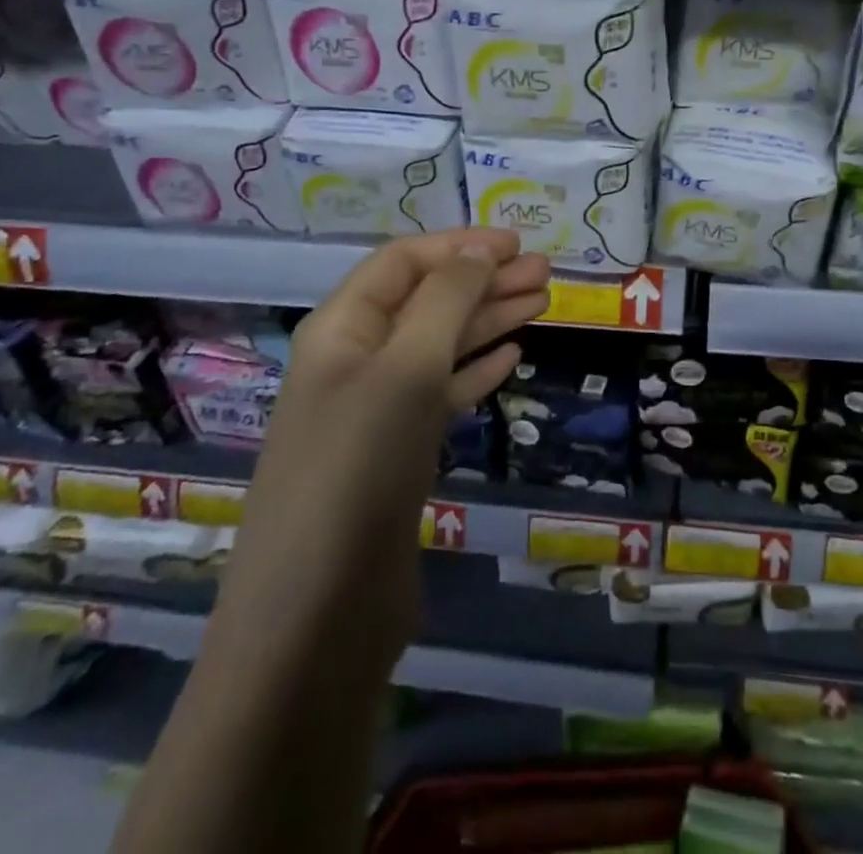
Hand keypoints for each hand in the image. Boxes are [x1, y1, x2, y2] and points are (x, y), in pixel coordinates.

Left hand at [216, 229, 550, 678]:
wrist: (316, 617)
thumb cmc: (358, 470)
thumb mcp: (406, 368)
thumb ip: (446, 300)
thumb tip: (480, 250)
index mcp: (342, 329)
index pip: (403, 262)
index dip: (459, 245)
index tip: (517, 244)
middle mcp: (355, 361)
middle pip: (427, 301)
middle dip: (484, 280)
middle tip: (546, 274)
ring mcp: (375, 411)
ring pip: (439, 346)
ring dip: (488, 320)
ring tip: (542, 303)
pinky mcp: (396, 455)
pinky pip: (442, 394)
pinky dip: (477, 370)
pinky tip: (512, 356)